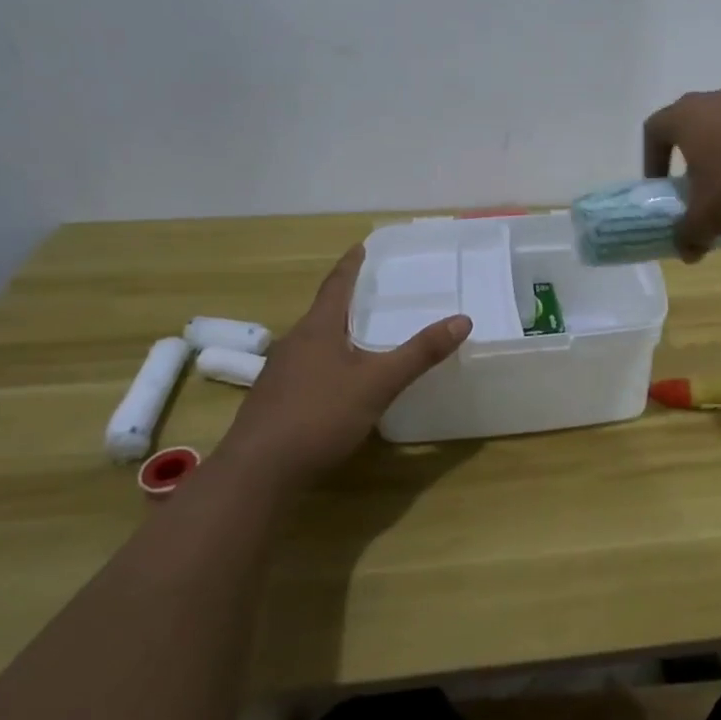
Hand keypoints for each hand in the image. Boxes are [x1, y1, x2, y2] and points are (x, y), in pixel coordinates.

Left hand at [225, 247, 469, 480]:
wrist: (257, 473)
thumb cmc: (319, 416)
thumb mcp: (378, 383)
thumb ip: (419, 353)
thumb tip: (462, 320)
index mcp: (317, 329)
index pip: (336, 285)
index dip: (350, 265)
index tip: (361, 246)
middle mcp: (294, 343)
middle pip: (322, 312)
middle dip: (346, 301)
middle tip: (371, 293)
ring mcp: (279, 374)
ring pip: (312, 343)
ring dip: (335, 334)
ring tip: (359, 336)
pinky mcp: (273, 402)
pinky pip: (305, 369)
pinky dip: (326, 364)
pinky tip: (338, 383)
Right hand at [642, 87, 720, 259]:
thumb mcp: (707, 220)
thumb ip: (687, 235)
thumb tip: (686, 250)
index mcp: (687, 117)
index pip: (655, 129)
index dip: (651, 159)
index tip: (661, 187)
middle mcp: (718, 99)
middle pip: (693, 123)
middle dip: (691, 156)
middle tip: (698, 187)